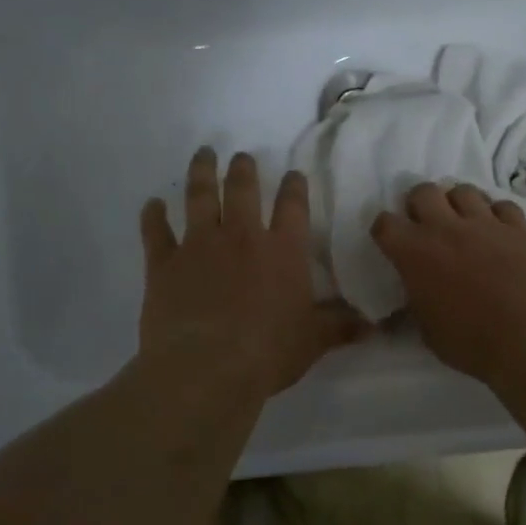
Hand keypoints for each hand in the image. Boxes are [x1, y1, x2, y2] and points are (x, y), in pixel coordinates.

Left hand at [139, 148, 366, 397]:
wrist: (206, 369)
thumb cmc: (268, 353)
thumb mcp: (313, 342)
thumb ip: (339, 327)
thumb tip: (373, 326)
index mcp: (282, 251)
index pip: (293, 207)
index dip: (294, 187)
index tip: (293, 174)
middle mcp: (241, 237)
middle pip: (243, 190)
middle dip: (244, 169)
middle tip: (242, 157)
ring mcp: (199, 246)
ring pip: (200, 197)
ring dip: (202, 173)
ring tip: (203, 154)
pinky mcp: (164, 264)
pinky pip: (156, 232)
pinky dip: (153, 216)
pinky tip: (152, 204)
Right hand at [371, 183, 525, 387]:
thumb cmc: (472, 345)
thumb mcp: (428, 331)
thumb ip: (416, 302)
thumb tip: (409, 298)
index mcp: (416, 254)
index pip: (385, 223)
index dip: (386, 231)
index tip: (393, 243)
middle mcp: (447, 229)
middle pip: (423, 192)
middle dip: (420, 205)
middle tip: (428, 227)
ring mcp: (486, 224)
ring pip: (463, 191)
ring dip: (458, 205)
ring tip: (465, 225)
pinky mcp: (521, 228)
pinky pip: (503, 206)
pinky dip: (497, 216)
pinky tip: (499, 233)